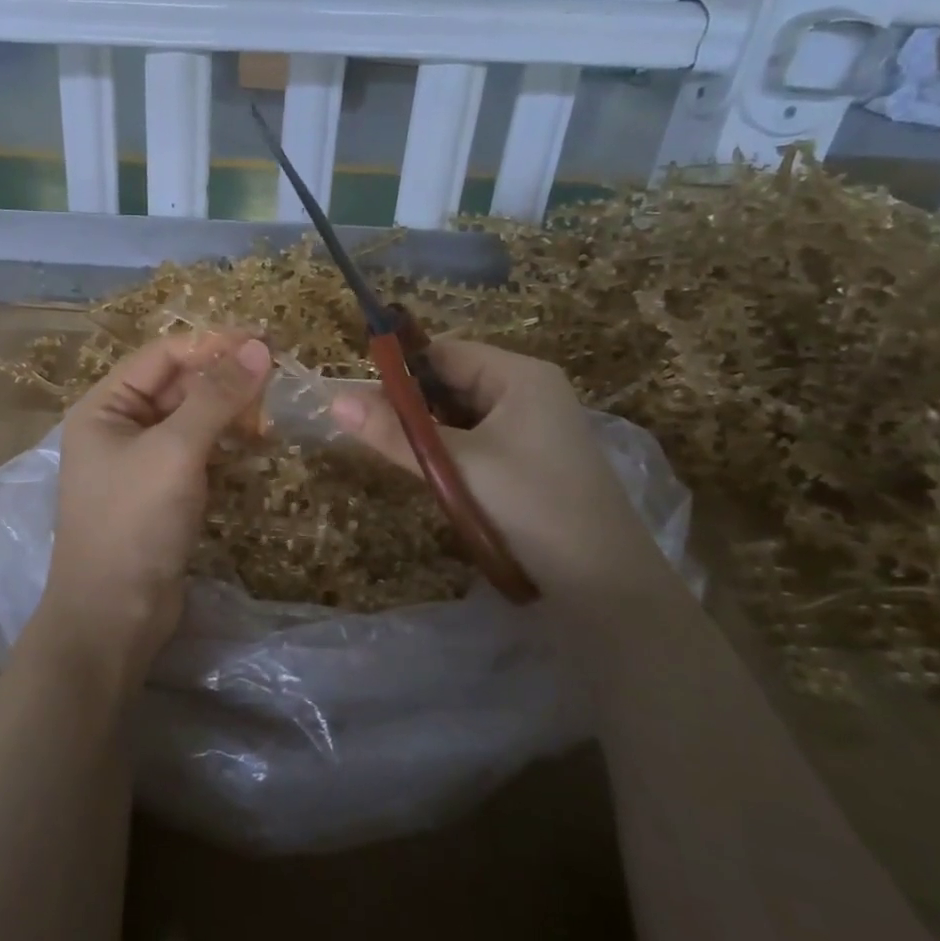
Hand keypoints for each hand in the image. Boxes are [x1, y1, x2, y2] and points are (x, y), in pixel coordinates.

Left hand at [27, 331, 272, 691]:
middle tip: (275, 386)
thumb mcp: (175, 451)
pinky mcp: (161, 492)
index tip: (265, 342)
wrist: (114, 616)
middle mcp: (118, 427)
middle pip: (178, 385)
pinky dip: (224, 444)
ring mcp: (140, 461)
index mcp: (105, 406)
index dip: (213, 344)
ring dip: (228, 413)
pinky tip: (253, 448)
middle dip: (224, 382)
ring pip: (191, 419)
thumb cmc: (135, 524)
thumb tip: (258, 346)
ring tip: (268, 422)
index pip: (163, 355)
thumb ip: (216, 396)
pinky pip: (196, 452)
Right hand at [330, 340, 669, 601]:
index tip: (360, 402)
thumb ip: (394, 432)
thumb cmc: (530, 507)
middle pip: (454, 383)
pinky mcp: (534, 463)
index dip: (400, 372)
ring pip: (464, 417)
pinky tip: (436, 480)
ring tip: (400, 459)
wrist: (606, 586)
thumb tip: (334, 399)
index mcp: (520, 376)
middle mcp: (531, 392)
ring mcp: (536, 429)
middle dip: (413, 408)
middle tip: (373, 436)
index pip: (444, 353)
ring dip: (431, 435)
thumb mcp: (455, 466)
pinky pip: (480, 443)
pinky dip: (452, 455)